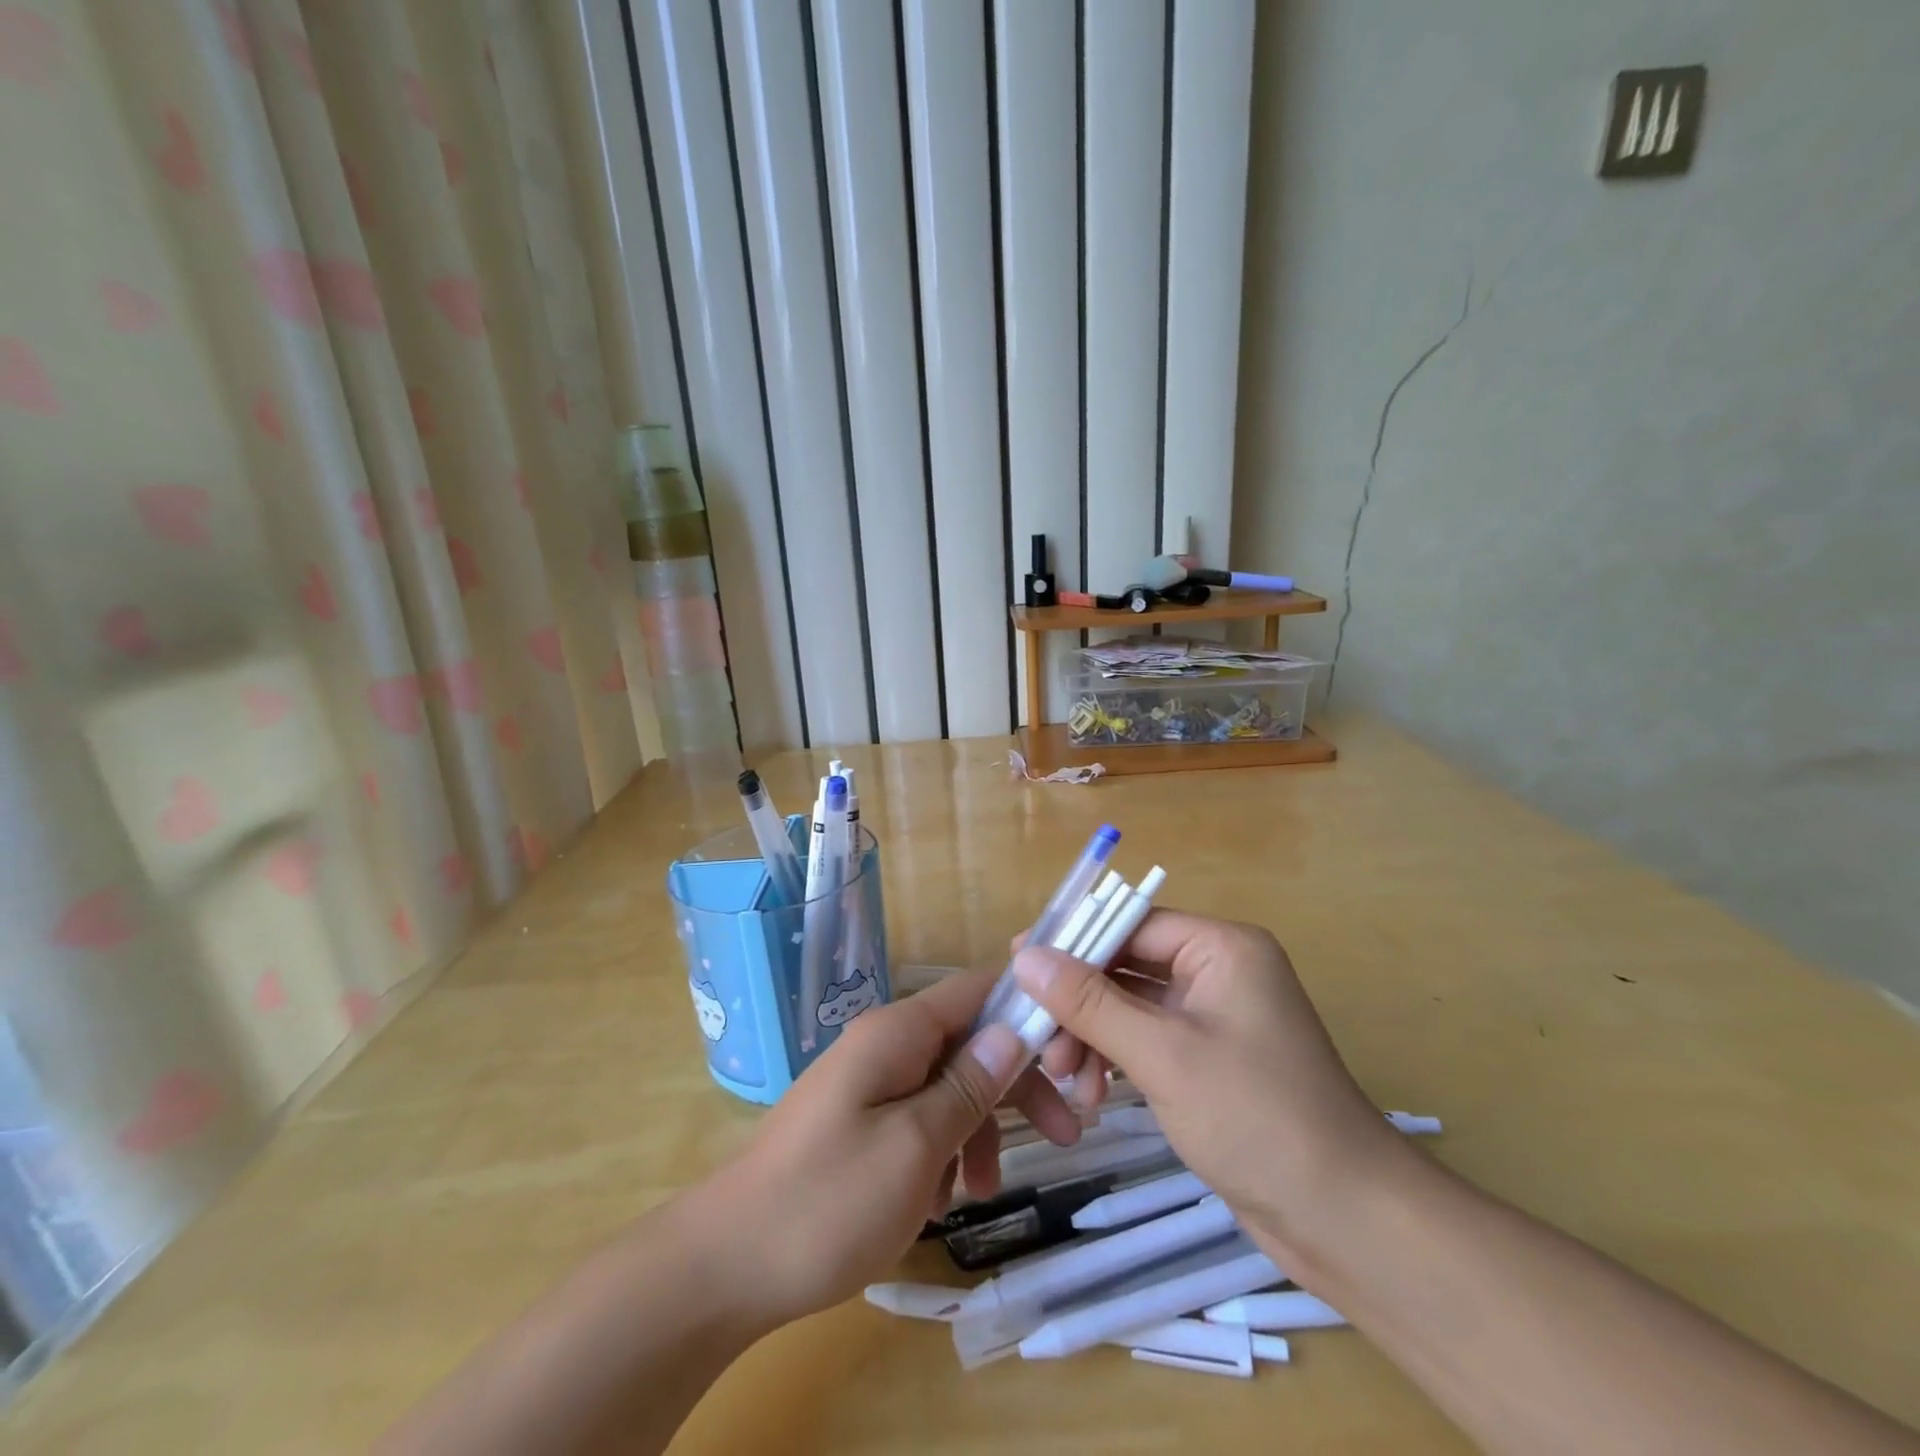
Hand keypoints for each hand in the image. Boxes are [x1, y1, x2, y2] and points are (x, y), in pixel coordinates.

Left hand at [693, 969, 1081, 1328]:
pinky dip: (941, 1151)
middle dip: (1014, 1086)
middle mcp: (884, 1044)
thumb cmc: (829, 1201)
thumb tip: (1012, 1031)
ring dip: (976, 1130)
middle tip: (1063, 1136)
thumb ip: (968, 1086)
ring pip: (947, 1086)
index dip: (1027, 1009)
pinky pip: (917, 1118)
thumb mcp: (916, 1145)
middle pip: (968, 1043)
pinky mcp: (858, 1120)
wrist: (725, 1265)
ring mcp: (868, 1082)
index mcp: (898, 1032)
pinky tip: (938, 1201)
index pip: (976, 990)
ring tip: (980, 1192)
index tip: (1072, 1053)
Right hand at [1009, 910, 1406, 1261]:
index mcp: (1221, 947)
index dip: (1074, 942)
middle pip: (1126, 966)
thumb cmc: (1257, 1119)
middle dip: (1080, 1004)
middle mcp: (1219, 970)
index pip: (1130, 923)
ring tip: (1068, 1082)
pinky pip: (1146, 1040)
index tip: (1018, 964)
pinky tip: (1093, 1095)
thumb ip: (1089, 1002)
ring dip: (1093, 1037)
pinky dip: (1116, 1060)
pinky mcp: (1209, 1059)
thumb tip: (1024, 956)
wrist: (1347, 1221)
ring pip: (1130, 1006)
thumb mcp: (1162, 1055)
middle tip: (1039, 1043)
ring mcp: (1214, 1017)